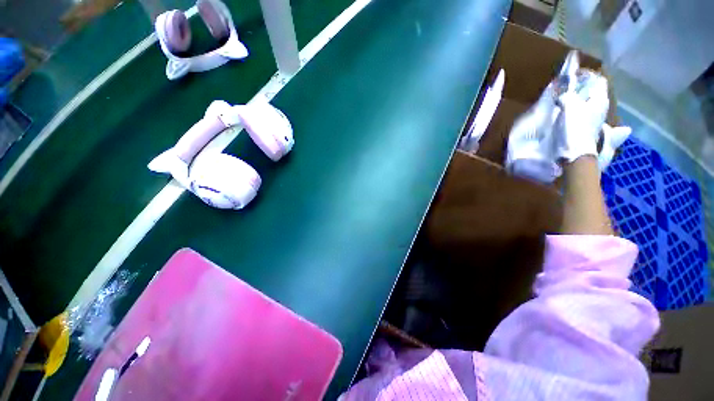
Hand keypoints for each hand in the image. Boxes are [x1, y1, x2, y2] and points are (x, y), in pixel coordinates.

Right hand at [553, 74, 608, 162]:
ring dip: (577, 103)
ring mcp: (595, 121)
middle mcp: (601, 109)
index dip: (587, 76)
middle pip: (593, 94)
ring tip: (563, 103)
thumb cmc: (575, 127)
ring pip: (587, 106)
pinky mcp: (587, 131)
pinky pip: (582, 116)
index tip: (574, 76)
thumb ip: (567, 96)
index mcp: (600, 100)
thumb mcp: (569, 106)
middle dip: (581, 90)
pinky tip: (565, 116)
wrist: (575, 154)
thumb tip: (563, 95)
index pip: (598, 81)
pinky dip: (575, 113)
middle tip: (567, 90)